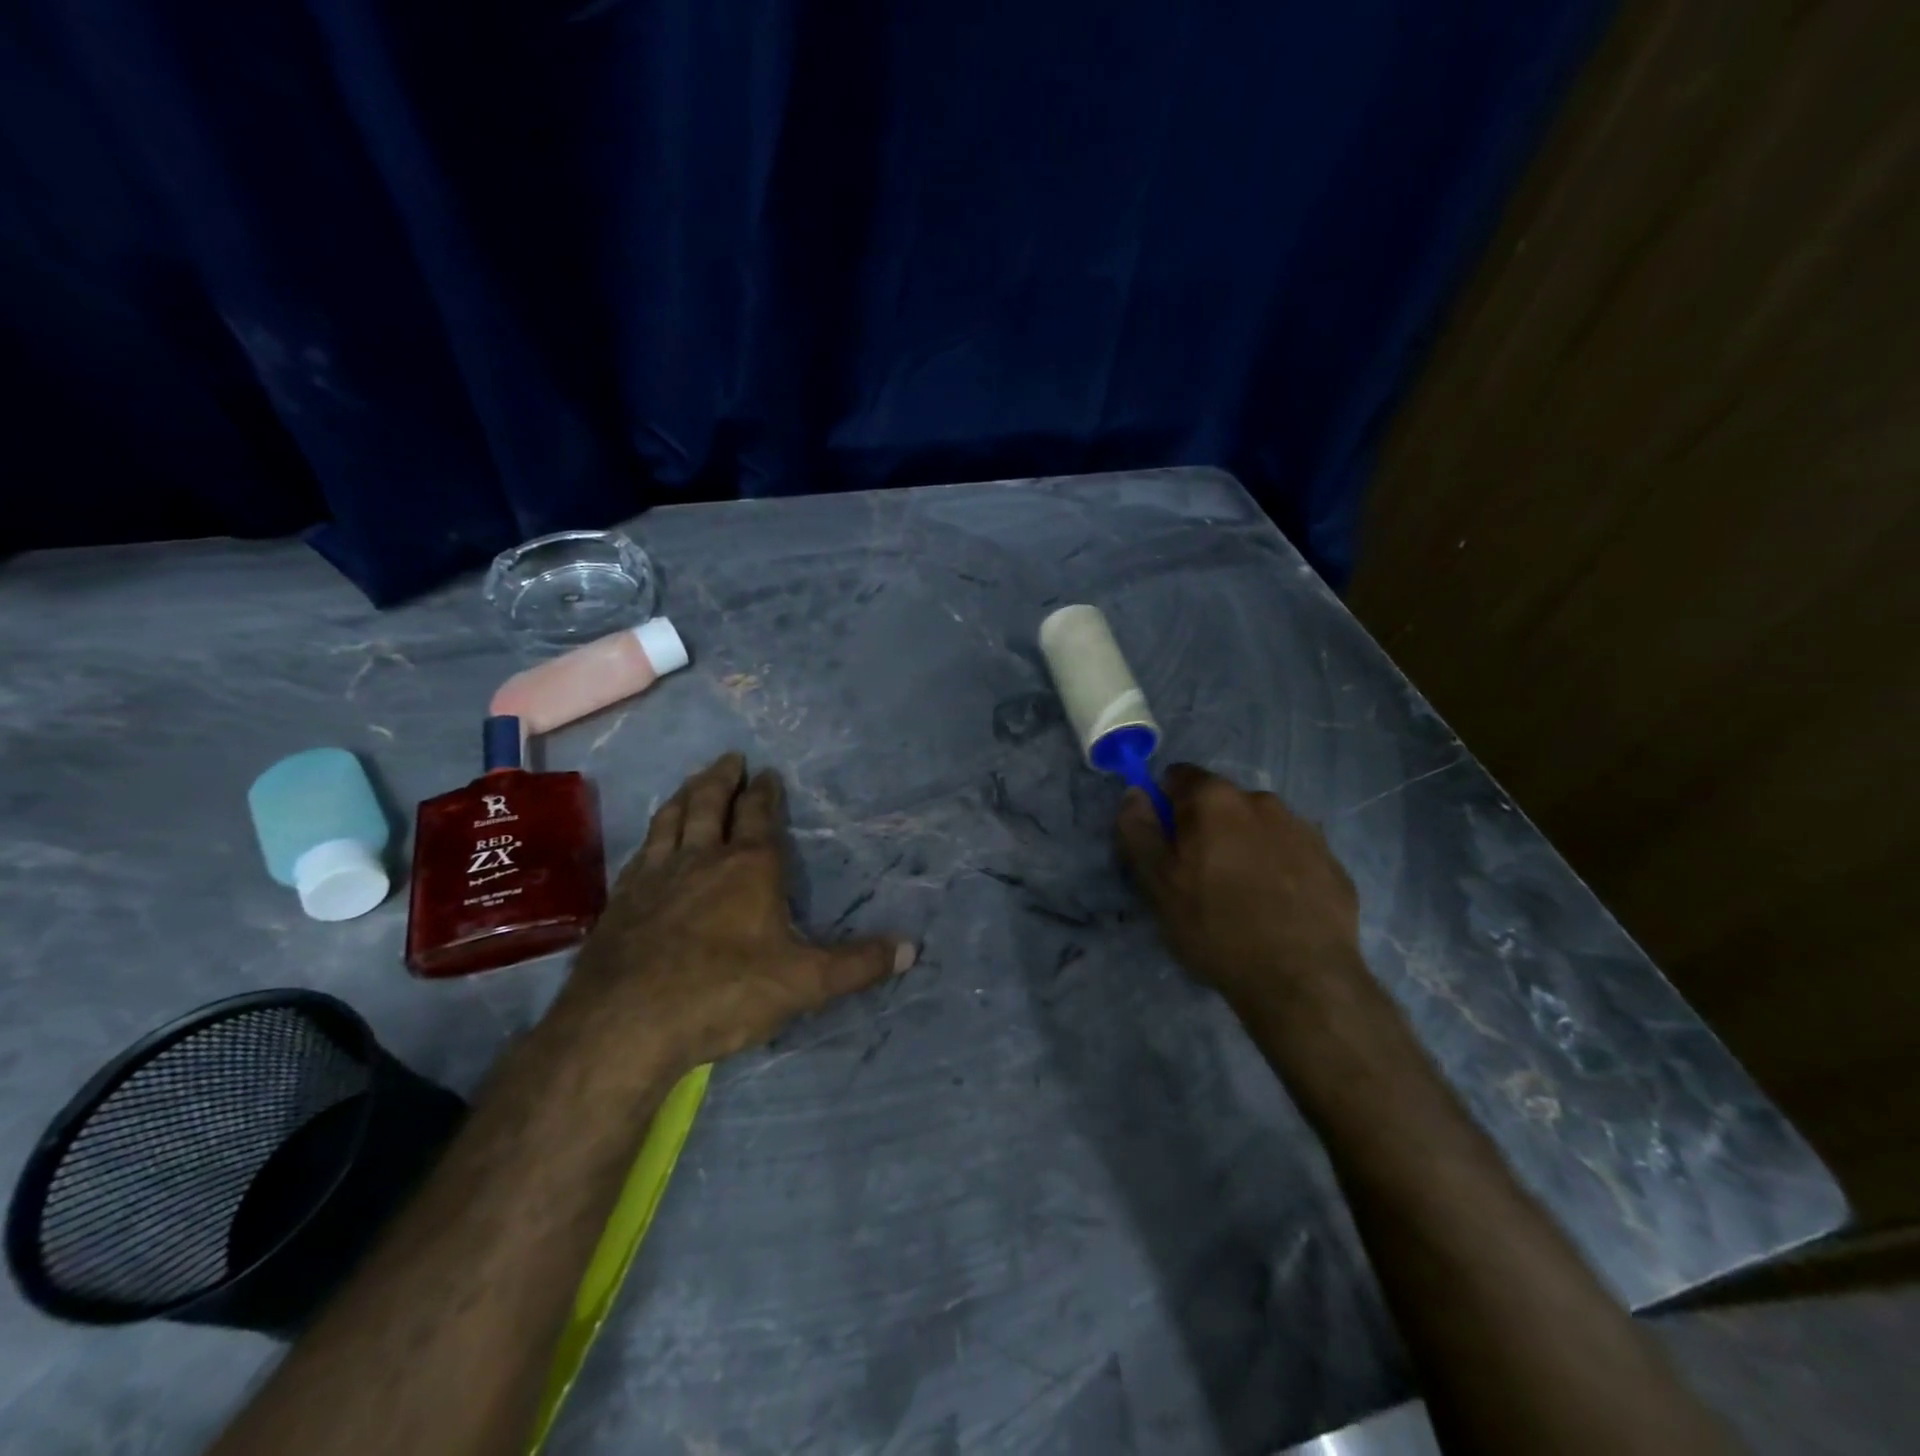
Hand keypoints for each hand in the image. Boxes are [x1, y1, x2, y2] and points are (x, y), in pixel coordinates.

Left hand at [570, 752, 913, 1067]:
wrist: (626, 1023)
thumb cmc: (725, 993)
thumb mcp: (805, 982)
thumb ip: (858, 965)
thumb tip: (911, 949)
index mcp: (749, 867)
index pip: (759, 815)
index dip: (765, 792)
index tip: (767, 772)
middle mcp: (701, 859)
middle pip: (709, 803)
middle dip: (722, 778)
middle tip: (729, 758)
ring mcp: (656, 876)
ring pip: (670, 820)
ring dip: (684, 795)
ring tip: (691, 782)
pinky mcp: (623, 901)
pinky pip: (641, 852)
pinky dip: (651, 835)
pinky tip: (650, 842)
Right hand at [1116, 764, 1364, 1017]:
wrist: (1302, 979)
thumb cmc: (1215, 926)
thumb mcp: (1157, 882)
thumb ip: (1139, 830)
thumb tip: (1135, 793)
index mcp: (1215, 799)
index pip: (1177, 776)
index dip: (1164, 806)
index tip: (1165, 845)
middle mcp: (1262, 801)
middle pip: (1220, 802)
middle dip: (1205, 828)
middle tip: (1198, 878)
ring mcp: (1304, 830)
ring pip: (1258, 827)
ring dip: (1243, 847)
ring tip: (1241, 897)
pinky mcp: (1332, 862)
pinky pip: (1290, 853)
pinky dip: (1277, 869)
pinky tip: (1275, 908)